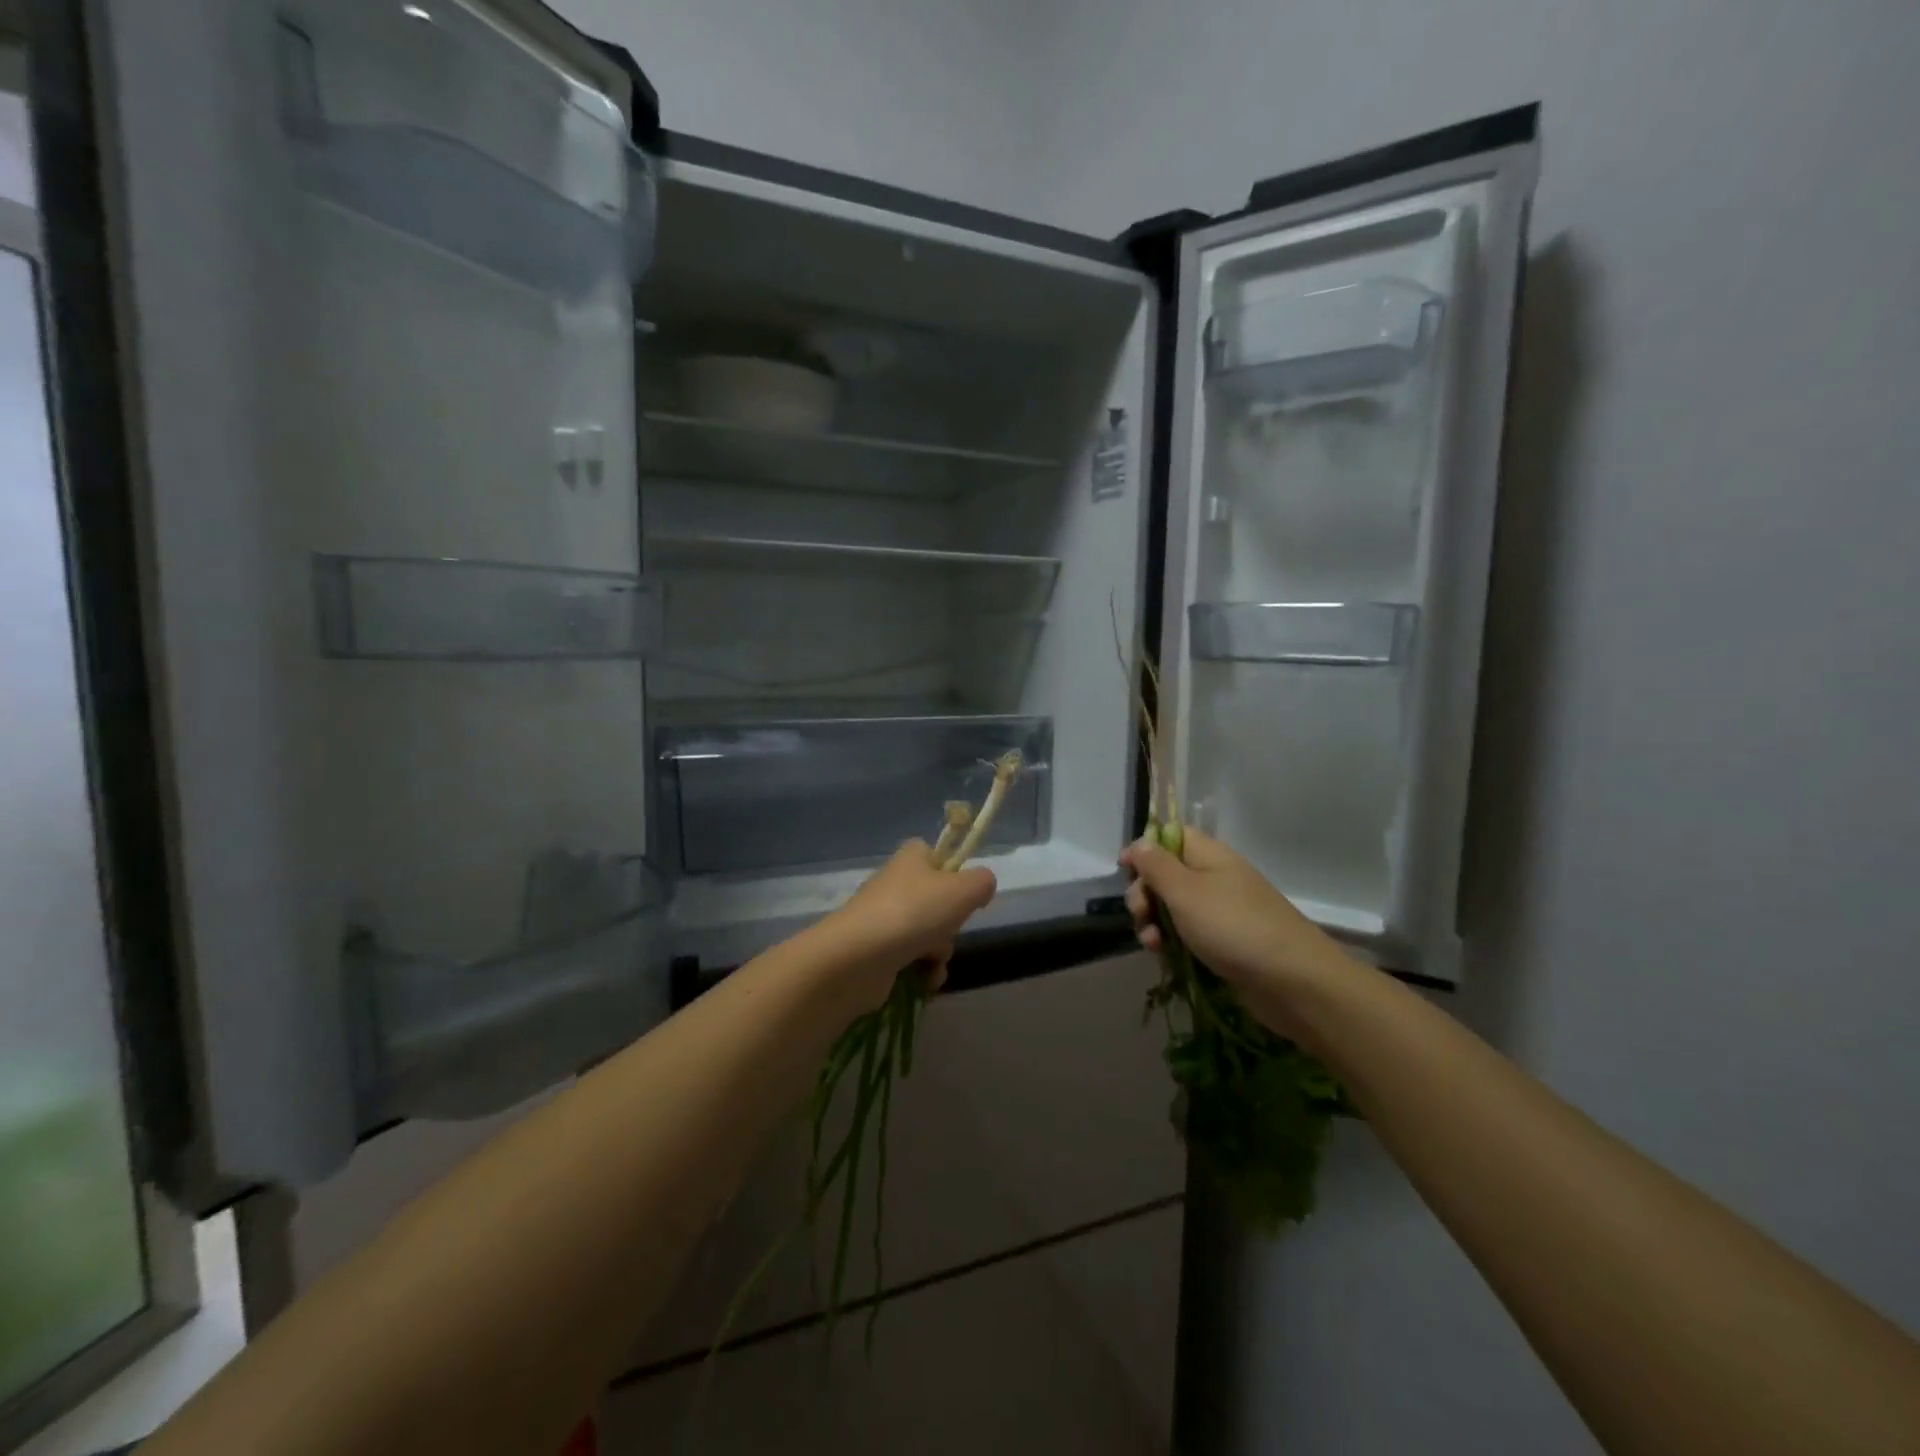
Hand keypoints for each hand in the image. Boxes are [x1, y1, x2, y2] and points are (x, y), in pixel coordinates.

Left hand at [819, 841, 996, 1007]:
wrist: (858, 958)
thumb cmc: (913, 913)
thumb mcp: (963, 890)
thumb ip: (983, 882)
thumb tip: (981, 888)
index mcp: (911, 858)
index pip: (936, 855)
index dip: (954, 872)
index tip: (964, 893)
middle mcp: (894, 884)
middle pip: (938, 901)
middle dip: (950, 924)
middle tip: (948, 930)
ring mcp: (882, 920)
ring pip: (928, 935)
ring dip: (940, 953)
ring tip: (932, 962)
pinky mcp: (875, 953)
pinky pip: (911, 961)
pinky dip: (923, 973)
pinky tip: (925, 982)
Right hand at [1121, 828, 1353, 1006]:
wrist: (1293, 982)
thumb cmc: (1233, 927)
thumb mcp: (1185, 891)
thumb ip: (1156, 866)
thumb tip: (1140, 843)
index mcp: (1209, 856)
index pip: (1170, 837)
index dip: (1145, 849)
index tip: (1124, 870)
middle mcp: (1214, 879)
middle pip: (1165, 875)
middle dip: (1144, 894)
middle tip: (1141, 914)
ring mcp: (1220, 913)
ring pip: (1172, 909)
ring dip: (1154, 923)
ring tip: (1152, 944)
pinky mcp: (1223, 944)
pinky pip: (1187, 936)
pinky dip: (1172, 944)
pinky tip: (1164, 958)